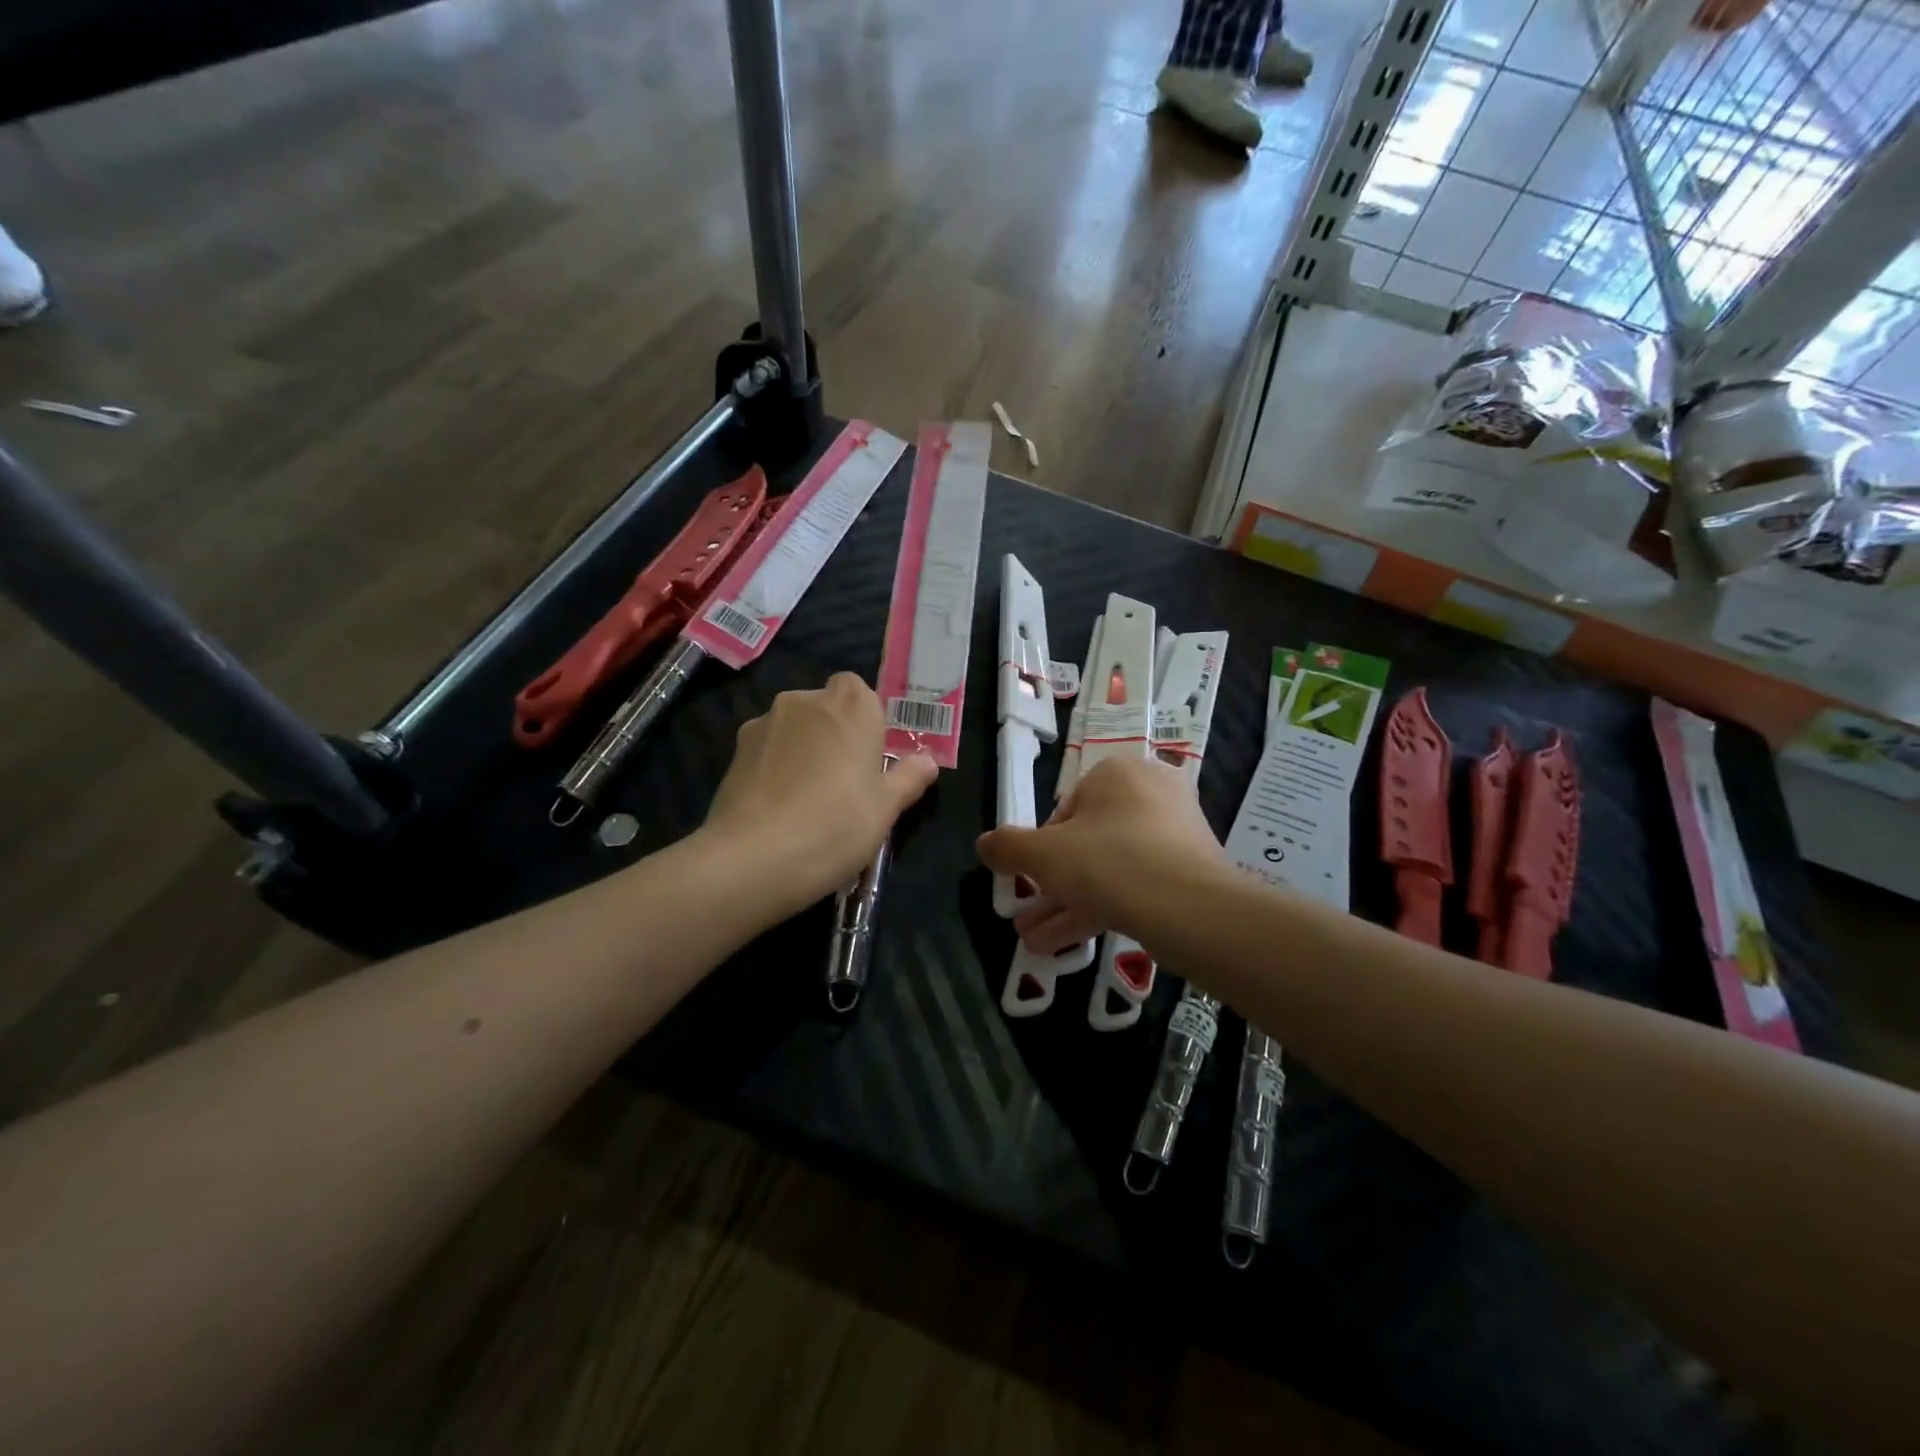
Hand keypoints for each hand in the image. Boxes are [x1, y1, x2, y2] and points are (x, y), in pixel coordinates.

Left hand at [702, 673, 937, 918]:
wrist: (755, 856)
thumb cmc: (836, 824)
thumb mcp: (886, 808)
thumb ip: (908, 778)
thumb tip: (927, 761)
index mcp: (851, 704)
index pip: (860, 690)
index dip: (866, 720)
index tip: (870, 757)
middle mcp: (805, 700)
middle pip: (825, 707)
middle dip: (834, 733)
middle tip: (843, 781)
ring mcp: (764, 722)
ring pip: (793, 728)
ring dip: (802, 749)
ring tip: (805, 798)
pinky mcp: (735, 750)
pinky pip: (766, 749)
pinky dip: (774, 766)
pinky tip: (776, 806)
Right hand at [977, 756, 1227, 952]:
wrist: (1193, 911)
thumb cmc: (1110, 863)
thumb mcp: (1044, 855)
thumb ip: (1008, 847)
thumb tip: (983, 844)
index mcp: (1118, 773)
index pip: (1066, 807)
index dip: (1042, 846)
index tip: (1032, 877)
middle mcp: (1151, 794)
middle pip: (1087, 840)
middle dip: (1051, 883)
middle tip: (1026, 910)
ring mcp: (1175, 834)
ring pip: (1108, 868)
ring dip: (1067, 903)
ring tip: (1032, 940)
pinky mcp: (1189, 872)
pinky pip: (1134, 885)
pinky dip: (1100, 909)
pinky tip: (1064, 946)